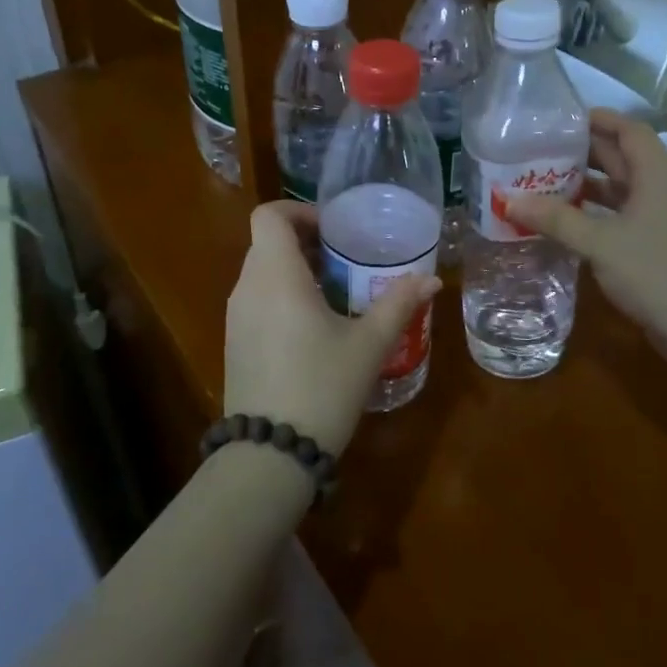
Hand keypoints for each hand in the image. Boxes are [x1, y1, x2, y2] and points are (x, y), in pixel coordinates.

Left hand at [223, 201, 439, 456]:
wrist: (270, 454)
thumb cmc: (322, 387)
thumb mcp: (368, 345)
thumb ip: (398, 305)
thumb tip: (431, 280)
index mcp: (275, 276)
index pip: (269, 216)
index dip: (299, 212)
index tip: (334, 230)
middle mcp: (247, 288)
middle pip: (267, 242)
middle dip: (306, 242)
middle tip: (346, 259)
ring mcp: (236, 317)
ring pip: (262, 272)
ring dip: (295, 270)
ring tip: (336, 292)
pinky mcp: (235, 342)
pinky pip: (257, 300)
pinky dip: (282, 296)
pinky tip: (314, 327)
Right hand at [505, 110, 666, 348]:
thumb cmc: (658, 273)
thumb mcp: (601, 243)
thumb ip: (557, 219)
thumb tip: (509, 200)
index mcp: (657, 176)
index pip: (630, 131)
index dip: (600, 119)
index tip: (562, 119)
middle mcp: (663, 192)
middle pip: (623, 159)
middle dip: (584, 154)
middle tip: (541, 152)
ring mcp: (664, 222)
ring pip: (622, 192)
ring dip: (588, 188)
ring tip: (545, 185)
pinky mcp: (660, 249)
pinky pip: (623, 220)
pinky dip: (597, 217)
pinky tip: (569, 225)